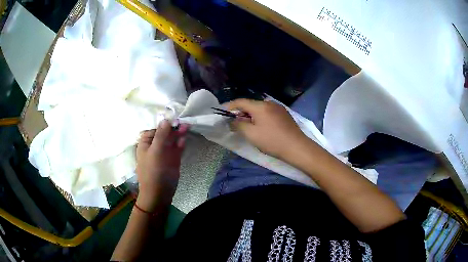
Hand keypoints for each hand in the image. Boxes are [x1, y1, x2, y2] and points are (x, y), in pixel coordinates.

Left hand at [135, 120, 188, 211]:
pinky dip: (180, 144)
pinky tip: (184, 140)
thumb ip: (161, 135)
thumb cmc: (153, 171)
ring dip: (178, 134)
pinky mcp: (172, 160)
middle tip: (184, 122)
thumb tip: (165, 119)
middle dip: (173, 127)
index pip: (155, 128)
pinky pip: (177, 149)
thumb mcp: (155, 151)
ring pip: (172, 140)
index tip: (174, 118)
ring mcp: (164, 153)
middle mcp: (155, 146)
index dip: (164, 122)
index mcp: (146, 143)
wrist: (159, 193)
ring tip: (187, 127)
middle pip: (165, 133)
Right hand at [225, 99, 309, 159]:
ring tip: (247, 126)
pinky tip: (261, 127)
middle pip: (251, 105)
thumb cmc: (272, 141)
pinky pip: (268, 112)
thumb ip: (239, 125)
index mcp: (260, 106)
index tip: (223, 112)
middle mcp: (269, 103)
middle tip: (234, 123)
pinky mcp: (284, 114)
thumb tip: (232, 121)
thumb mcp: (251, 134)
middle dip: (241, 112)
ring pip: (260, 109)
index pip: (241, 101)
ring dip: (251, 115)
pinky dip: (260, 117)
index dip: (230, 106)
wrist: (297, 147)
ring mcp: (278, 108)